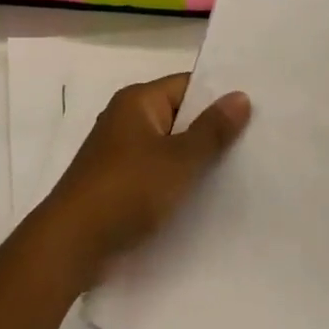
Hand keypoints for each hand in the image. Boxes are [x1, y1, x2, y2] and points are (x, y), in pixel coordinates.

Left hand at [34, 75, 250, 290]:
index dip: (220, 96)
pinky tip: (205, 198)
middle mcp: (126, 118)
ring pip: (168, 147)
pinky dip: (177, 180)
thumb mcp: (178, 160)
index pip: (188, 85)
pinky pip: (156, 171)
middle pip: (179, 115)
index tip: (257, 111)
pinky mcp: (117, 182)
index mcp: (137, 101)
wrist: (72, 243)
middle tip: (257, 143)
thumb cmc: (126, 191)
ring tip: (240, 172)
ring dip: (195, 159)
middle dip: (212, 130)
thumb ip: (211, 130)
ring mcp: (119, 152)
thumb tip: (241, 96)